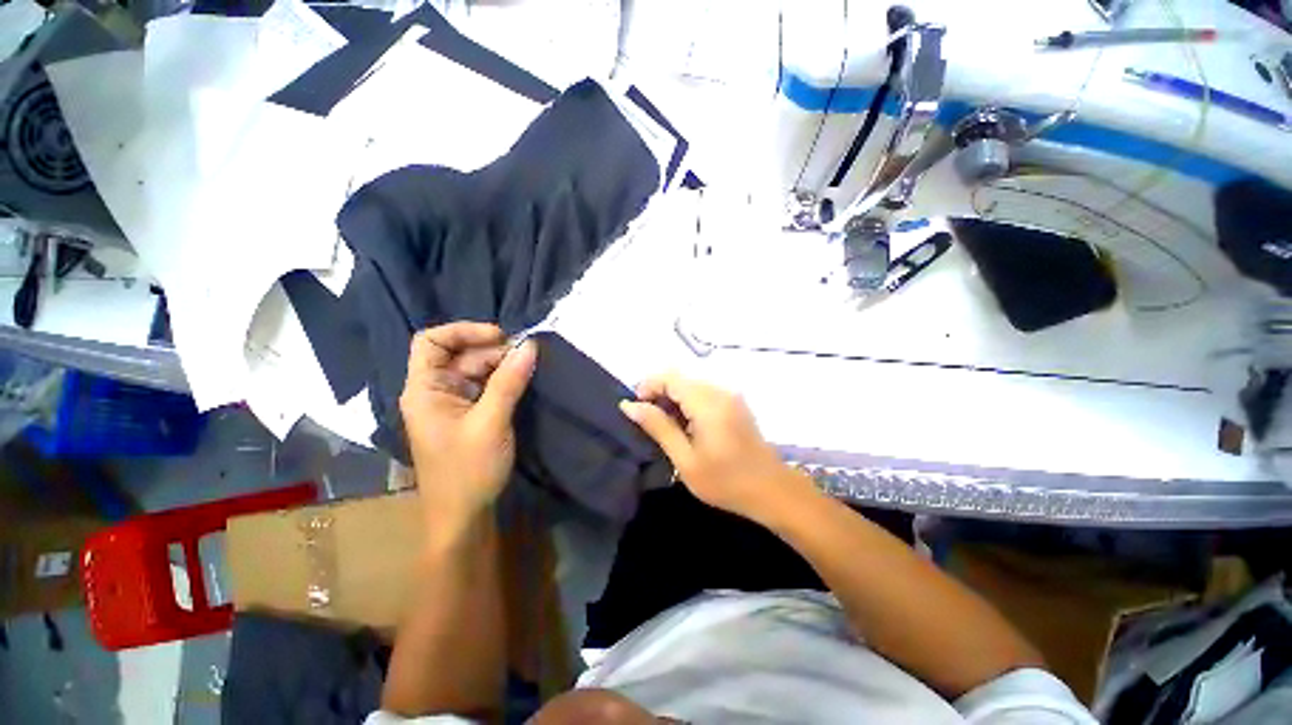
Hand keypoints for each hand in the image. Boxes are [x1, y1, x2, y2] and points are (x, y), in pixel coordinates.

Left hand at [399, 323, 536, 538]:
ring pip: (475, 369)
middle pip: (459, 354)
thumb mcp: (491, 422)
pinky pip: (484, 386)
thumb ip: (509, 382)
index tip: (500, 336)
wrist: (464, 516)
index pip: (431, 341)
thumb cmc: (468, 470)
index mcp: (424, 390)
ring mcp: (452, 403)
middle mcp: (434, 391)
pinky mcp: (468, 414)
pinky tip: (522, 381)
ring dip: (501, 365)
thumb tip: (530, 345)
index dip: (463, 331)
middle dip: (492, 350)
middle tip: (526, 356)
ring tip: (528, 368)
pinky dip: (502, 380)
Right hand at [619, 373, 809, 522]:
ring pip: (691, 384)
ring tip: (665, 428)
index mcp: (707, 402)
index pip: (669, 377)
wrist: (771, 490)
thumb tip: (629, 405)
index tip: (635, 410)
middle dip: (658, 394)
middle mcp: (720, 390)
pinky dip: (688, 403)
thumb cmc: (725, 481)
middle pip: (680, 378)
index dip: (647, 387)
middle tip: (648, 423)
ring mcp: (730, 395)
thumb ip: (658, 427)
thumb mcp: (685, 459)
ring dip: (673, 399)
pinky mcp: (735, 402)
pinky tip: (686, 427)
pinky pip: (704, 392)